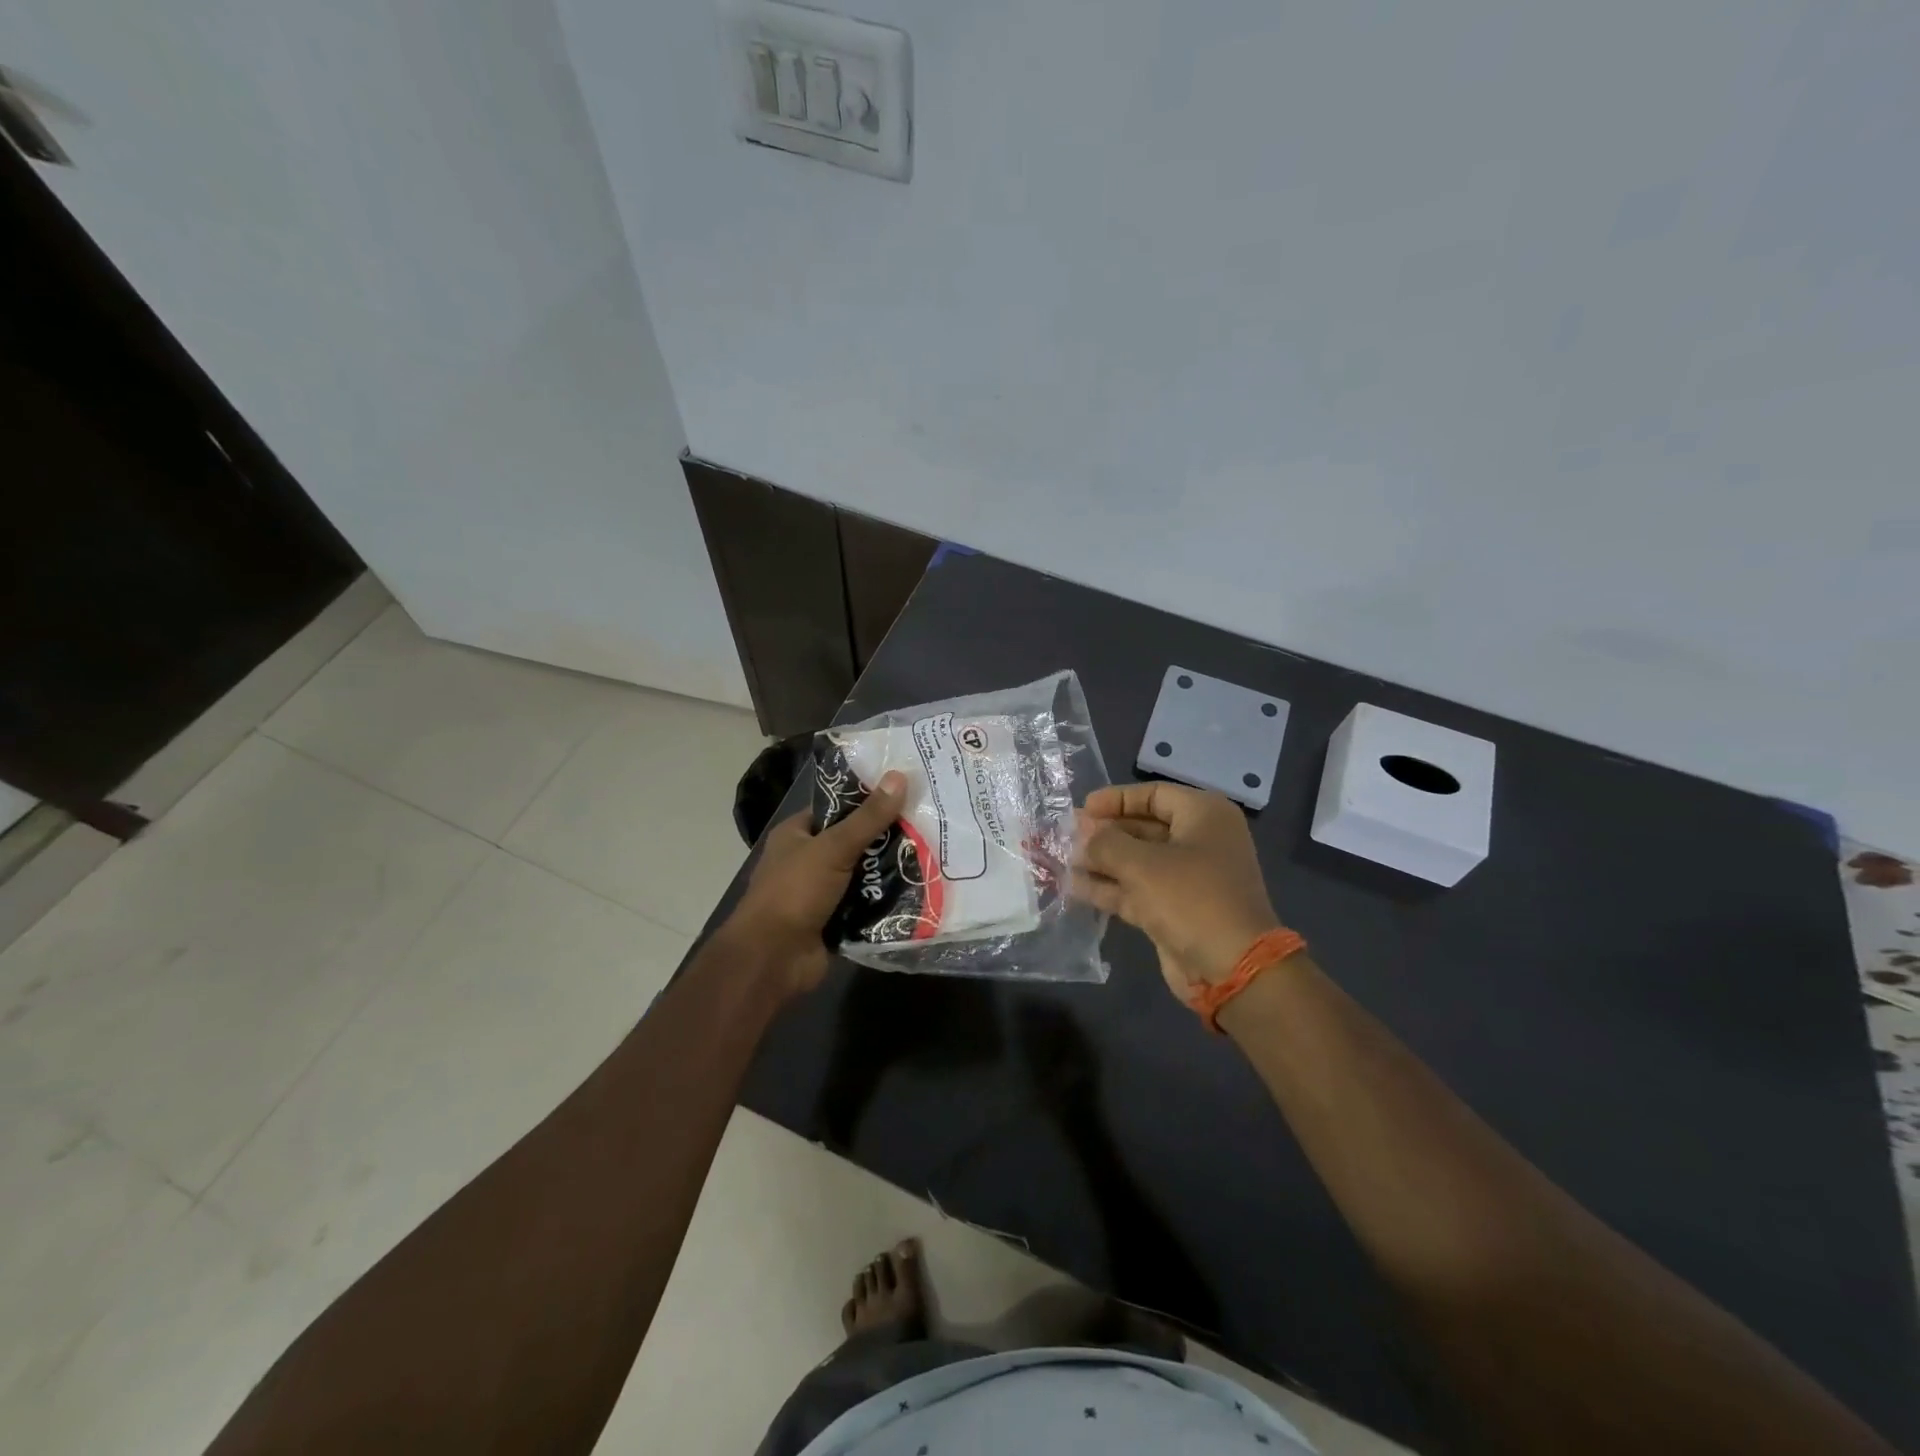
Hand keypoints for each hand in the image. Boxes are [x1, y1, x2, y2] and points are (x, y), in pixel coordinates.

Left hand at [722, 771, 907, 997]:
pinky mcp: (835, 920)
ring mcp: (821, 892)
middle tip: (928, 824)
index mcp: (797, 834)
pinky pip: (866, 904)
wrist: (773, 959)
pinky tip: (920, 889)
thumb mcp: (833, 848)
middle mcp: (808, 860)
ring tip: (933, 854)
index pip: (837, 808)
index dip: (869, 799)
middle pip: (855, 841)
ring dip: (890, 871)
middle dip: (887, 838)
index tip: (906, 792)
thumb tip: (899, 776)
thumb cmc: (795, 892)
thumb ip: (868, 817)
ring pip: (863, 874)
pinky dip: (886, 900)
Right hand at [1074, 782, 1279, 997]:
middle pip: (1143, 827)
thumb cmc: (1190, 898)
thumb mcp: (1142, 864)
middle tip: (1067, 836)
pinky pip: (1137, 890)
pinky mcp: (1175, 910)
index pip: (1154, 795)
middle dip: (1105, 833)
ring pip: (1137, 861)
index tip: (1082, 809)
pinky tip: (1075, 886)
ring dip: (1102, 861)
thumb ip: (1105, 843)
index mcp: (1204, 816)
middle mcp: (1199, 841)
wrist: (1231, 968)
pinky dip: (1110, 887)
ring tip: (1063, 860)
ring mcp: (1188, 879)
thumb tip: (1082, 834)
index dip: (1116, 799)